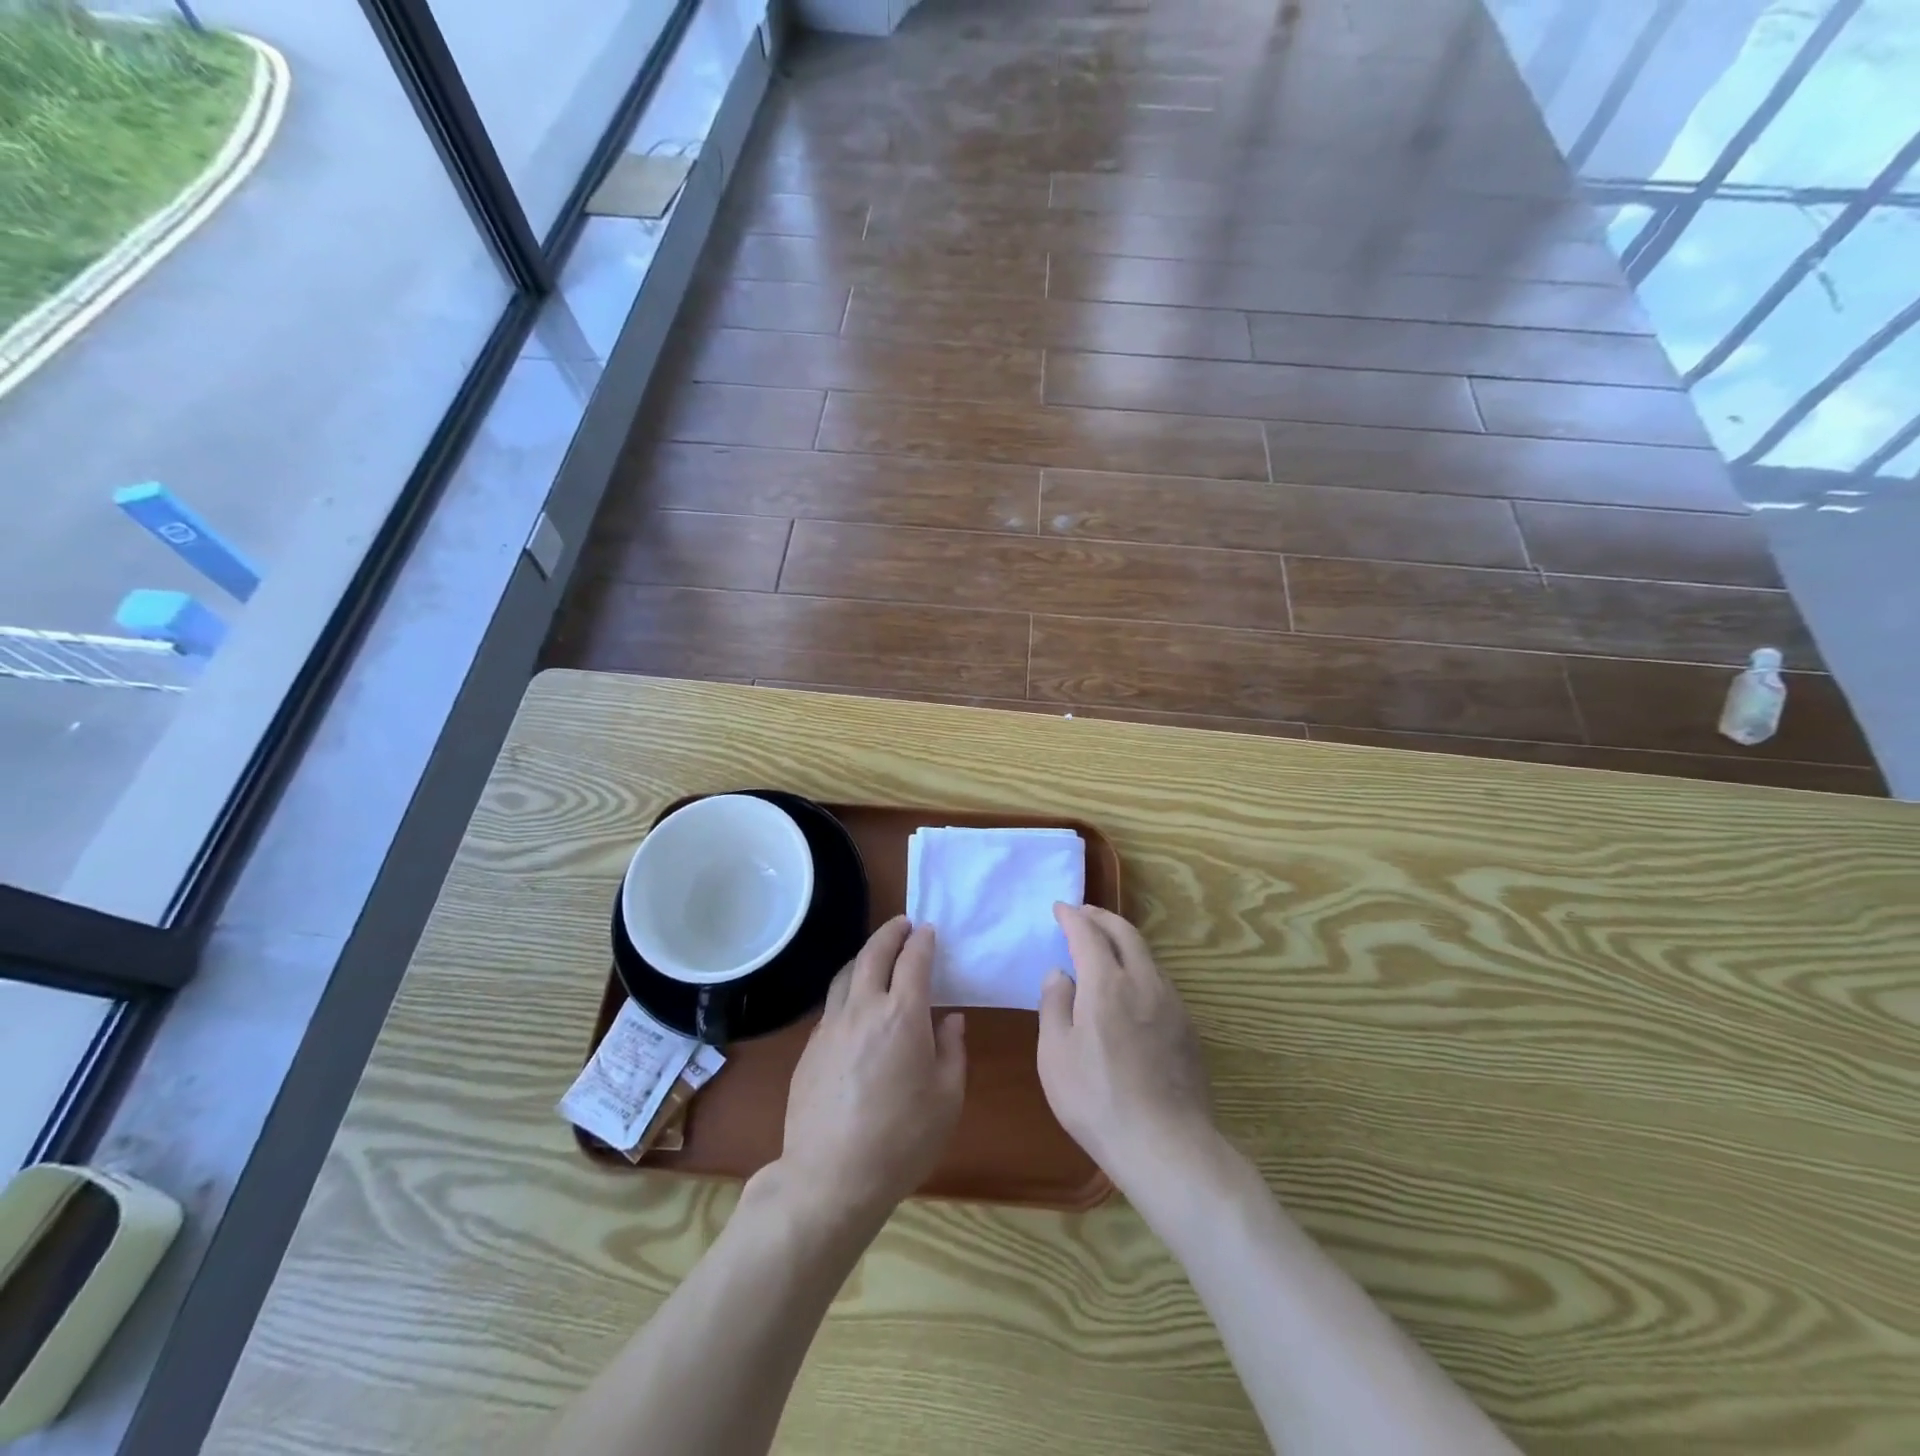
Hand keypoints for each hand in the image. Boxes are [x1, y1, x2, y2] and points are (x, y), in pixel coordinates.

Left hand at [779, 916, 966, 1227]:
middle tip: (903, 924)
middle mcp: (864, 1009)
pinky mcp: (810, 1047)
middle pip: (874, 953)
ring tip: (877, 955)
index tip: (929, 931)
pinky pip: (832, 1004)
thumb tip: (950, 1020)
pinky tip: (854, 1005)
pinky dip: (847, 989)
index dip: (923, 941)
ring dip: (865, 956)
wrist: (831, 1178)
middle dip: (891, 932)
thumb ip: (951, 1050)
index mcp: (903, 1015)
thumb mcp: (947, 1098)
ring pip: (846, 973)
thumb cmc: (902, 1140)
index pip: (914, 960)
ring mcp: (831, 1026)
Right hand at [1038, 904, 1214, 1190]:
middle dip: (1102, 917)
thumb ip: (1054, 1005)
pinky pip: (1159, 980)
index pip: (1088, 934)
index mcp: (1107, 984)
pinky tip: (1131, 987)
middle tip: (1084, 913)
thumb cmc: (1097, 1100)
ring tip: (1106, 944)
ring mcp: (1171, 1004)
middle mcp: (1143, 982)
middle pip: (1125, 933)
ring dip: (1124, 940)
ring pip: (1147, 955)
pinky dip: (1140, 966)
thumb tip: (1060, 973)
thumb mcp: (1055, 1055)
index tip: (1060, 908)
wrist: (1167, 1146)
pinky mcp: (1187, 1028)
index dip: (1072, 917)